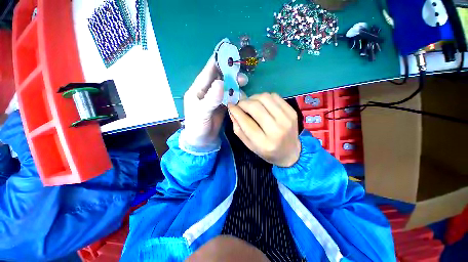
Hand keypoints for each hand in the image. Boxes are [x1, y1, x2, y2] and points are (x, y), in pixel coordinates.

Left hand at [182, 55, 247, 147]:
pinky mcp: (222, 106)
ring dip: (235, 85)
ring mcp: (216, 99)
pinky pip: (230, 97)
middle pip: (220, 78)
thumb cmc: (197, 126)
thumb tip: (220, 82)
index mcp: (198, 89)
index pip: (208, 71)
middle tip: (242, 76)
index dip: (217, 61)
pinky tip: (242, 95)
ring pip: (227, 87)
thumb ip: (211, 99)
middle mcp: (207, 91)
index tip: (228, 52)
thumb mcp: (201, 112)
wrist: (202, 141)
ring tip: (244, 83)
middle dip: (231, 74)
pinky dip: (236, 94)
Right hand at [228, 93, 300, 166]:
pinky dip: (265, 97)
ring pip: (265, 98)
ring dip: (254, 98)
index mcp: (263, 143)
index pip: (246, 121)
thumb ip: (238, 129)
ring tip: (251, 103)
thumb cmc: (266, 151)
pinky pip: (275, 96)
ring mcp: (286, 119)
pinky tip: (262, 103)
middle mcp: (276, 130)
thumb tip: (232, 110)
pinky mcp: (292, 112)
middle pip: (255, 107)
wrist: (290, 152)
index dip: (236, 111)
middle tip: (240, 104)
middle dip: (243, 102)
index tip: (230, 105)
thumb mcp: (249, 145)